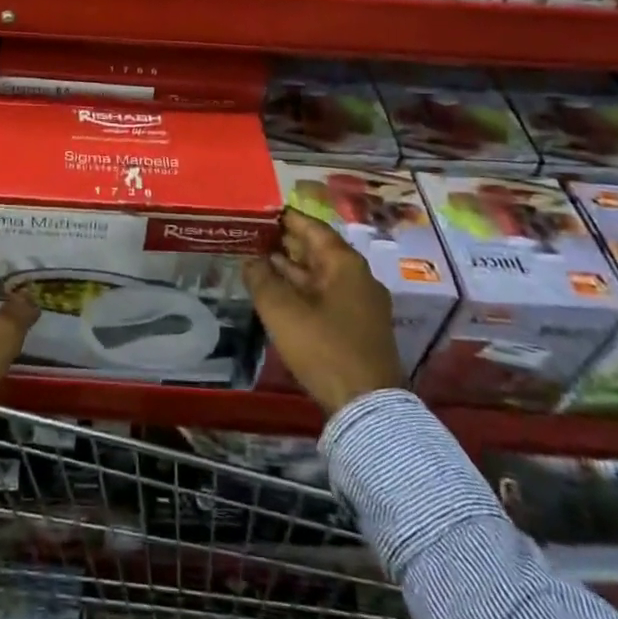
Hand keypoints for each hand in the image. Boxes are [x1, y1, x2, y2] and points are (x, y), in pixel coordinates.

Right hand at [245, 207, 401, 415]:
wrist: (366, 406)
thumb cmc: (323, 347)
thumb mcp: (281, 310)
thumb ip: (261, 278)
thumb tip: (251, 260)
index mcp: (344, 264)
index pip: (312, 228)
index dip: (286, 218)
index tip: (261, 212)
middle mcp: (358, 277)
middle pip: (319, 250)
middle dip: (287, 243)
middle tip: (254, 235)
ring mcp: (362, 304)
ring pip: (322, 275)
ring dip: (293, 268)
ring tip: (260, 261)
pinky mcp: (359, 328)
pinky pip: (327, 296)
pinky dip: (303, 289)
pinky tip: (280, 294)